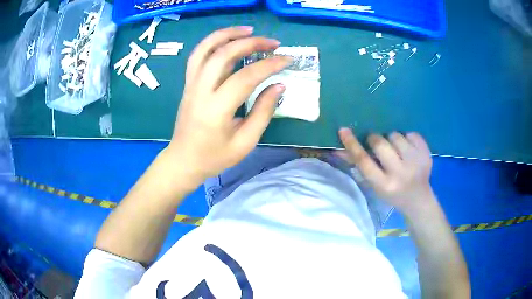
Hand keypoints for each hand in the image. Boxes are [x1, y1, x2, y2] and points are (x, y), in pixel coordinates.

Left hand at [165, 27, 290, 186]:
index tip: (287, 59)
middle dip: (250, 43)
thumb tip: (279, 85)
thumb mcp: (245, 141)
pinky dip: (213, 42)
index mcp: (216, 110)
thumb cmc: (215, 156)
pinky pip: (198, 55)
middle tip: (273, 43)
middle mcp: (200, 91)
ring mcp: (191, 84)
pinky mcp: (188, 83)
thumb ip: (263, 112)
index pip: (245, 77)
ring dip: (227, 34)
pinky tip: (228, 39)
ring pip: (205, 49)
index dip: (269, 65)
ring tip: (249, 30)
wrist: (184, 160)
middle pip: (223, 54)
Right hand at [338, 128, 433, 214]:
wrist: (418, 199)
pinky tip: (409, 151)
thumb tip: (339, 149)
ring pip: (396, 135)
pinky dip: (407, 139)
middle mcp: (401, 173)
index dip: (352, 144)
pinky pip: (411, 133)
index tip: (344, 130)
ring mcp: (416, 162)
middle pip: (380, 143)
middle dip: (375, 140)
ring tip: (397, 152)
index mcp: (384, 185)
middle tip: (377, 145)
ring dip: (392, 140)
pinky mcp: (426, 153)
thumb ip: (360, 166)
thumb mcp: (375, 185)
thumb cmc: (392, 194)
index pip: (364, 161)